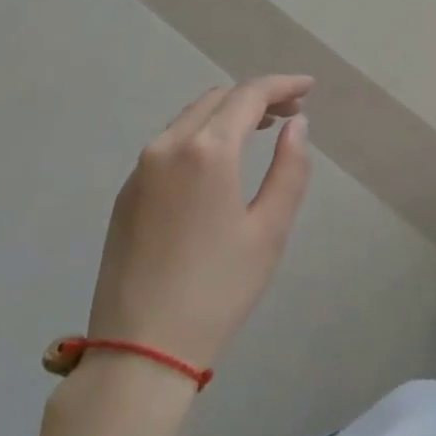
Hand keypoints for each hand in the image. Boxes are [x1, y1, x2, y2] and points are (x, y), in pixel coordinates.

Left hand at [84, 77, 313, 372]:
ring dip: (228, 113)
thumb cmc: (218, 290)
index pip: (249, 95)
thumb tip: (297, 125)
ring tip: (262, 130)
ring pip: (190, 118)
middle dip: (257, 96)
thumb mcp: (270, 230)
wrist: (140, 350)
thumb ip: (290, 168)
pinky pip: (170, 144)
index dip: (283, 84)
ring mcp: (140, 169)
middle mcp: (167, 146)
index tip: (310, 88)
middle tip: (291, 112)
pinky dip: (202, 135)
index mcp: (207, 151)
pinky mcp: (126, 193)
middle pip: (218, 99)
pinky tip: (220, 160)